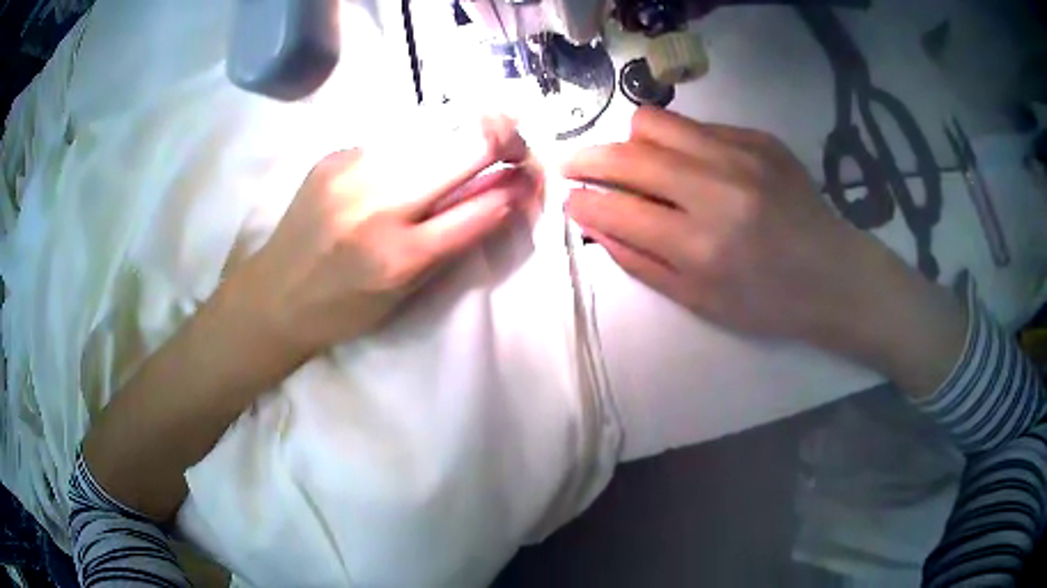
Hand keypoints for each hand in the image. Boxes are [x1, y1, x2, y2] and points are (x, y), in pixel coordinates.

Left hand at [242, 115, 537, 358]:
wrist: (273, 297)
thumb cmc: (344, 309)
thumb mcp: (407, 291)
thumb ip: (454, 238)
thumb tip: (500, 194)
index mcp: (400, 256)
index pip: (482, 205)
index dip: (517, 185)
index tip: (530, 175)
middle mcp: (377, 205)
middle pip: (463, 147)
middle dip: (501, 138)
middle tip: (513, 142)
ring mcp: (352, 172)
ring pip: (431, 132)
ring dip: (461, 136)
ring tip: (472, 142)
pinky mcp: (333, 156)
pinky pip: (394, 140)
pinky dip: (416, 146)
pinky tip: (411, 159)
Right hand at [563, 108, 964, 396]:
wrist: (834, 275)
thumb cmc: (768, 302)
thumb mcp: (700, 302)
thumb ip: (640, 261)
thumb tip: (593, 222)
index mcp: (701, 246)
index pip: (617, 208)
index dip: (582, 200)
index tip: (569, 198)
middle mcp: (717, 190)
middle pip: (627, 155)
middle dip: (586, 158)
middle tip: (573, 165)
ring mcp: (741, 155)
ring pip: (655, 123)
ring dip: (631, 143)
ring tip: (635, 162)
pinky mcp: (759, 139)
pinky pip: (697, 126)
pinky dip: (679, 144)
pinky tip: (692, 166)